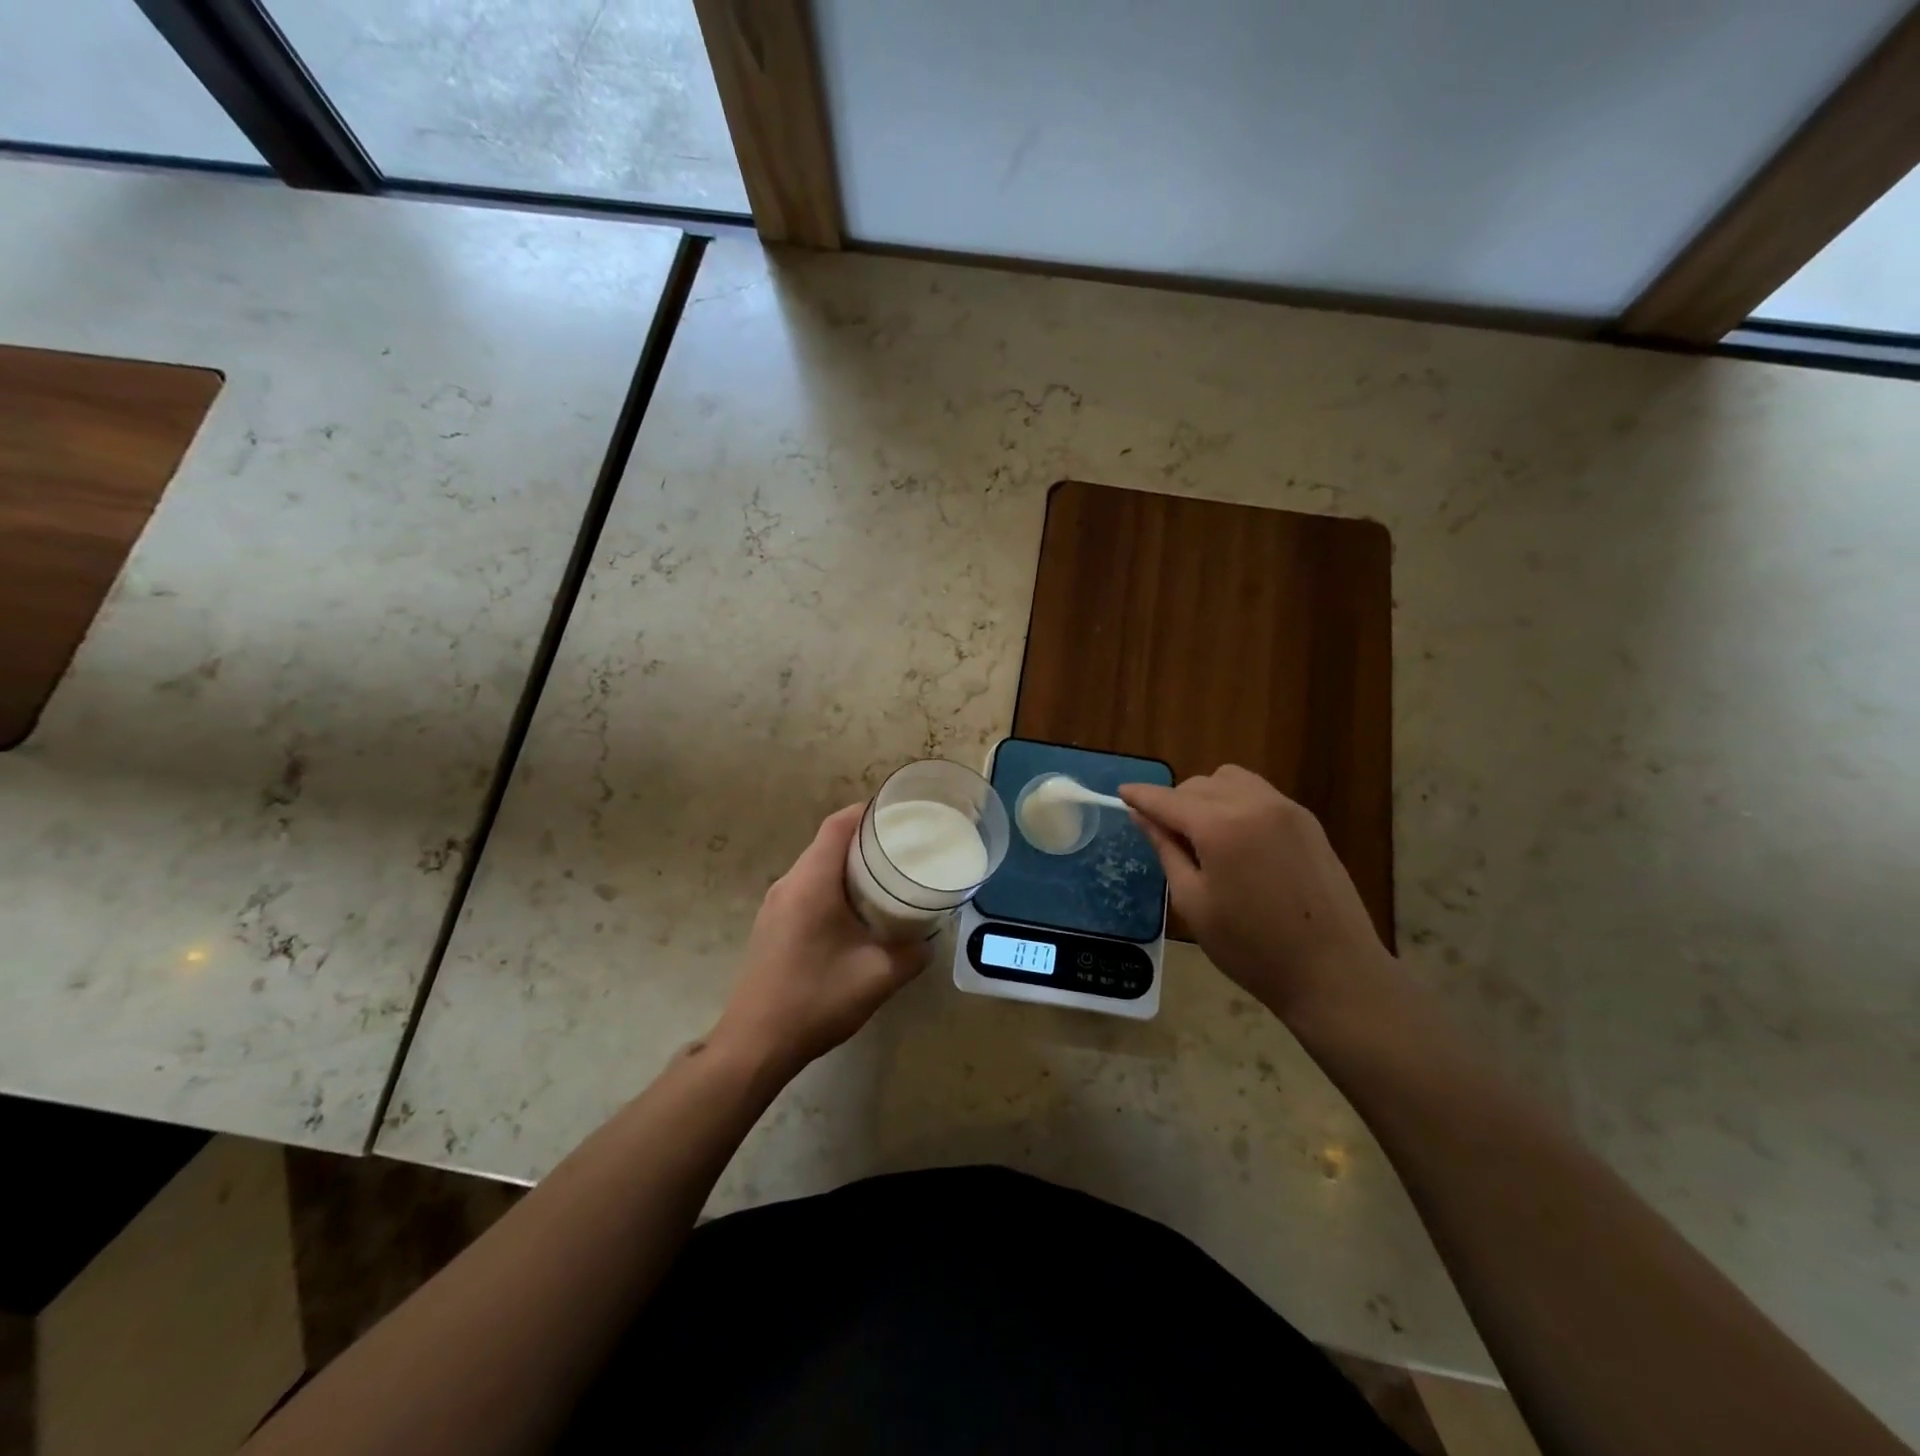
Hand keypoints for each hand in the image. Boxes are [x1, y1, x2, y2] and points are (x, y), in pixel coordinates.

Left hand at [712, 804, 927, 1077]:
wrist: (754, 1045)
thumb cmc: (816, 1000)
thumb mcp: (878, 977)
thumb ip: (912, 953)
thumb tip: (929, 938)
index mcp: (812, 883)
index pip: (838, 825)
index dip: (867, 811)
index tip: (899, 812)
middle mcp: (789, 884)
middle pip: (827, 842)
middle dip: (865, 838)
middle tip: (904, 846)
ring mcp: (775, 905)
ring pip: (816, 866)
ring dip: (848, 865)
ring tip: (886, 875)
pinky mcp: (771, 924)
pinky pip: (806, 888)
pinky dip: (833, 886)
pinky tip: (856, 911)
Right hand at [1119, 766, 1393, 1025]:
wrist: (1333, 971)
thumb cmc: (1251, 946)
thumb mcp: (1194, 902)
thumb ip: (1166, 850)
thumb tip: (1143, 816)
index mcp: (1220, 826)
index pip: (1167, 799)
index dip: (1140, 796)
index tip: (1121, 792)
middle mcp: (1254, 803)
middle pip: (1198, 785)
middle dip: (1174, 802)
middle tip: (1165, 836)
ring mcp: (1286, 808)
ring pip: (1230, 780)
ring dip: (1206, 796)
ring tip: (1202, 835)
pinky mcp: (1307, 820)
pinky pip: (1258, 793)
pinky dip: (1236, 802)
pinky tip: (1236, 838)